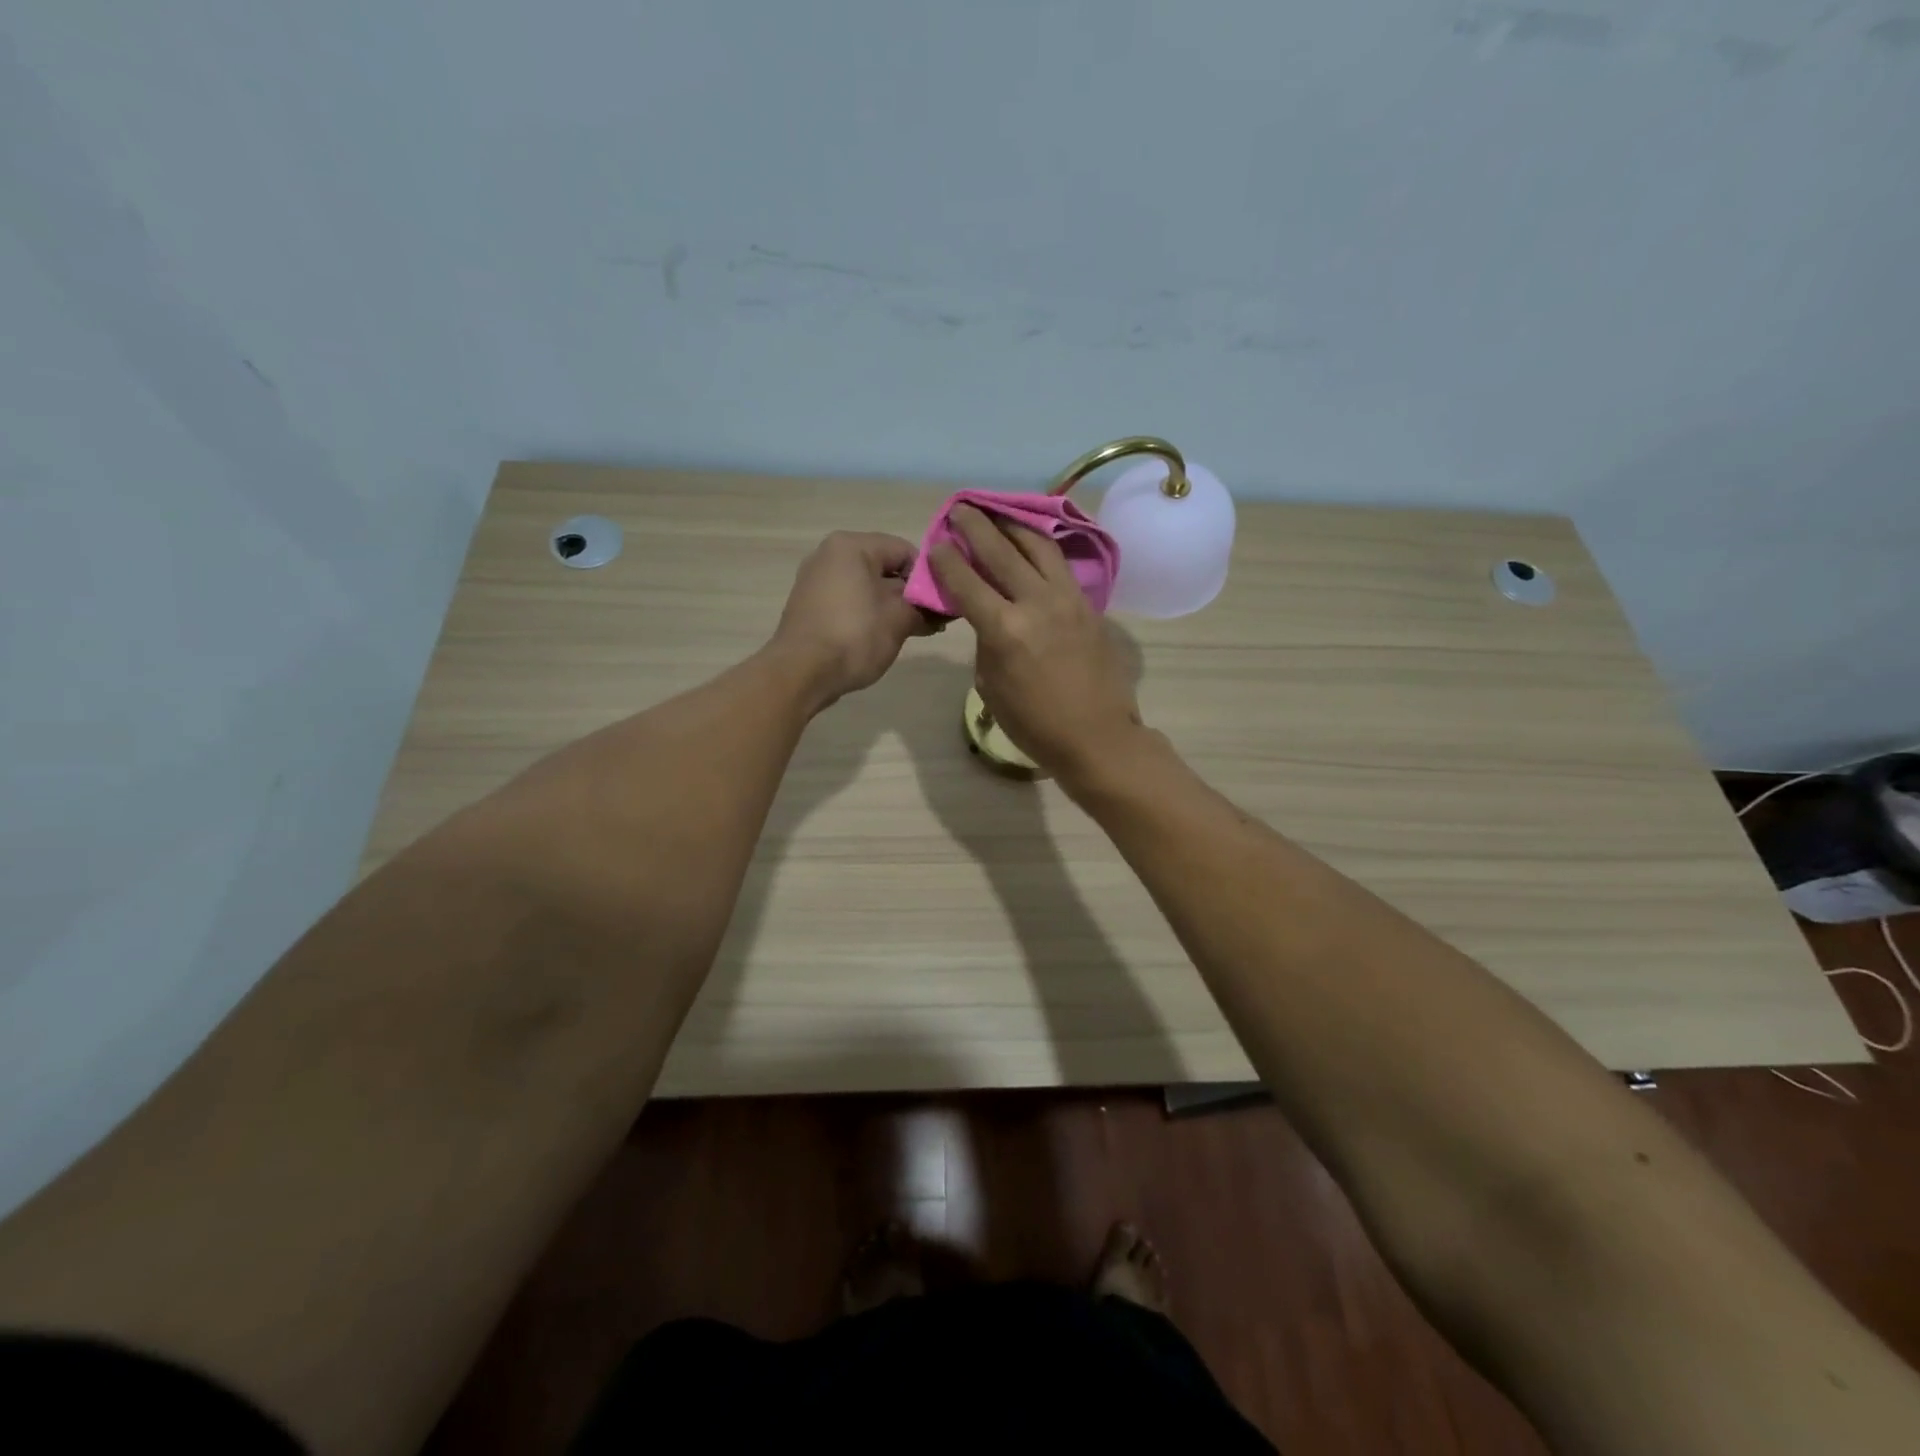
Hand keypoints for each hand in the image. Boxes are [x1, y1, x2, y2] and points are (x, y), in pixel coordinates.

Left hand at [770, 531, 939, 711]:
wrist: (800, 673)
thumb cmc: (854, 637)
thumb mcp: (899, 620)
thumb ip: (924, 607)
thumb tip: (942, 608)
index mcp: (851, 546)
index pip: (905, 550)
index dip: (928, 577)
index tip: (942, 605)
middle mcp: (829, 555)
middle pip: (885, 568)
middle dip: (911, 595)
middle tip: (934, 622)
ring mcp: (816, 581)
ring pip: (868, 587)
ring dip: (893, 607)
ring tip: (914, 632)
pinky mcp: (810, 606)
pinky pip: (849, 602)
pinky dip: (869, 615)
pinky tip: (885, 637)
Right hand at [929, 504, 1143, 778]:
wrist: (1096, 735)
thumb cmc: (1034, 723)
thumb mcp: (991, 686)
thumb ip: (986, 642)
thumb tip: (987, 616)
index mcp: (1005, 630)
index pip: (966, 582)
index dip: (947, 559)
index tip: (937, 543)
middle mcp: (1036, 603)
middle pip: (1001, 551)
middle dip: (976, 526)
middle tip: (961, 509)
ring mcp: (1067, 599)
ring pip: (1038, 546)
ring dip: (1013, 526)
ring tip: (998, 514)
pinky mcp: (1088, 603)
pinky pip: (1060, 564)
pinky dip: (1040, 547)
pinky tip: (1031, 543)